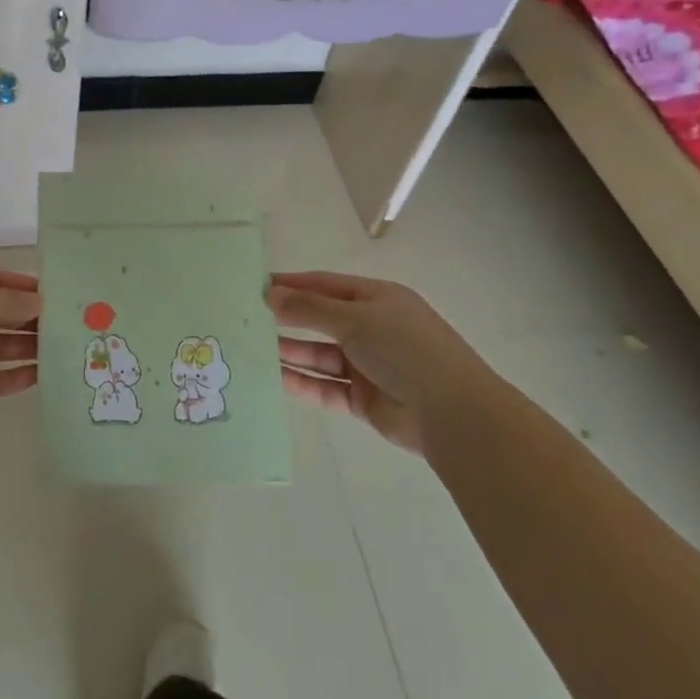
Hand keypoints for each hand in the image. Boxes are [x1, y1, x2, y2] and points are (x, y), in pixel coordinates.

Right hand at [268, 271, 489, 453]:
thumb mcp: (354, 319)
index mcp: (377, 299)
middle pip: (320, 319)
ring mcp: (368, 365)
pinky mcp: (364, 399)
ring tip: (251, 348)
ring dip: (289, 351)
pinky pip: (325, 386)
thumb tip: (269, 295)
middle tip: (246, 318)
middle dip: (286, 318)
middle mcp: (372, 328)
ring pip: (319, 355)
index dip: (291, 284)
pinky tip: (274, 378)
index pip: (325, 285)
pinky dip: (302, 382)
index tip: (255, 285)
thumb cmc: (405, 349)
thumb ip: (308, 309)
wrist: (453, 414)